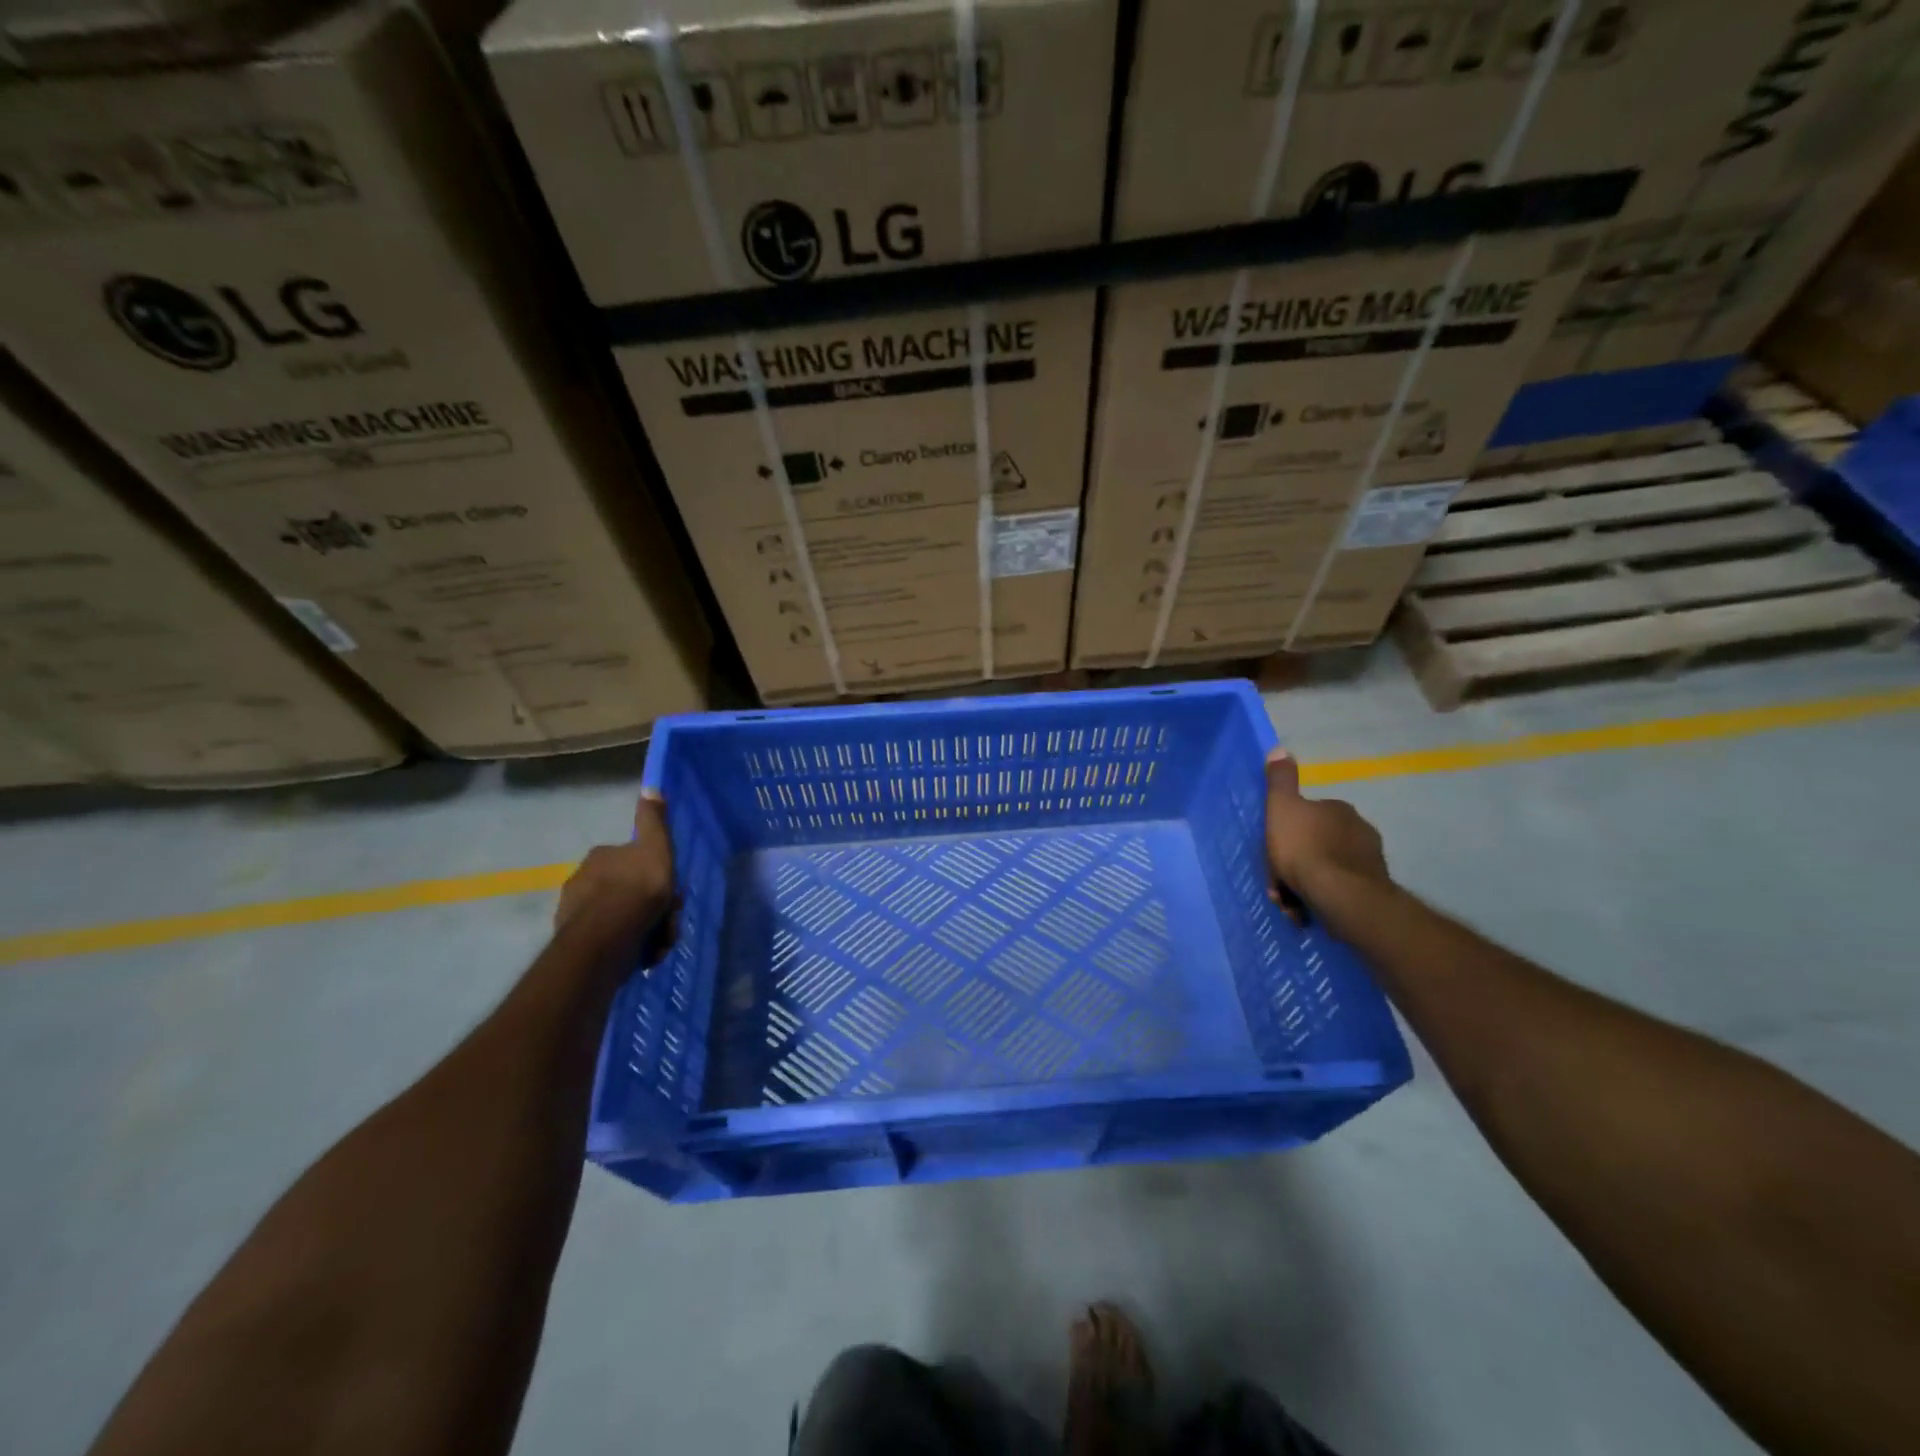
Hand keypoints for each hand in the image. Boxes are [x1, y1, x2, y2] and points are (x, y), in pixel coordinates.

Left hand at [555, 791, 676, 960]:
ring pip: (621, 917)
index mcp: (601, 856)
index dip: (655, 876)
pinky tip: (642, 954)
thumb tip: (650, 787)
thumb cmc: (637, 889)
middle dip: (651, 908)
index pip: (632, 861)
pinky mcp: (576, 941)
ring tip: (657, 944)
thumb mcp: (655, 848)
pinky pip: (611, 940)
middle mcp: (583, 879)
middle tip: (668, 924)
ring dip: (644, 930)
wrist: (608, 937)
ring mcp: (576, 911)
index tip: (669, 892)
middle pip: (628, 892)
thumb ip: (653, 821)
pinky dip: (629, 946)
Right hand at [1265, 749, 1388, 922]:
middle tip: (1279, 886)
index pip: (1307, 815)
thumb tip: (1280, 750)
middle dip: (1295, 864)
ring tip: (1291, 905)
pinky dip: (1322, 899)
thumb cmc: (1304, 848)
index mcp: (1338, 809)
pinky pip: (1338, 890)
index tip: (1273, 853)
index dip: (1286, 834)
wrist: (1341, 896)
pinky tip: (1308, 912)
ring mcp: (1369, 860)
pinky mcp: (1373, 888)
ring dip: (1305, 885)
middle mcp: (1359, 829)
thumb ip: (1280, 781)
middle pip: (1316, 844)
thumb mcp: (1282, 808)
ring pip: (1326, 869)